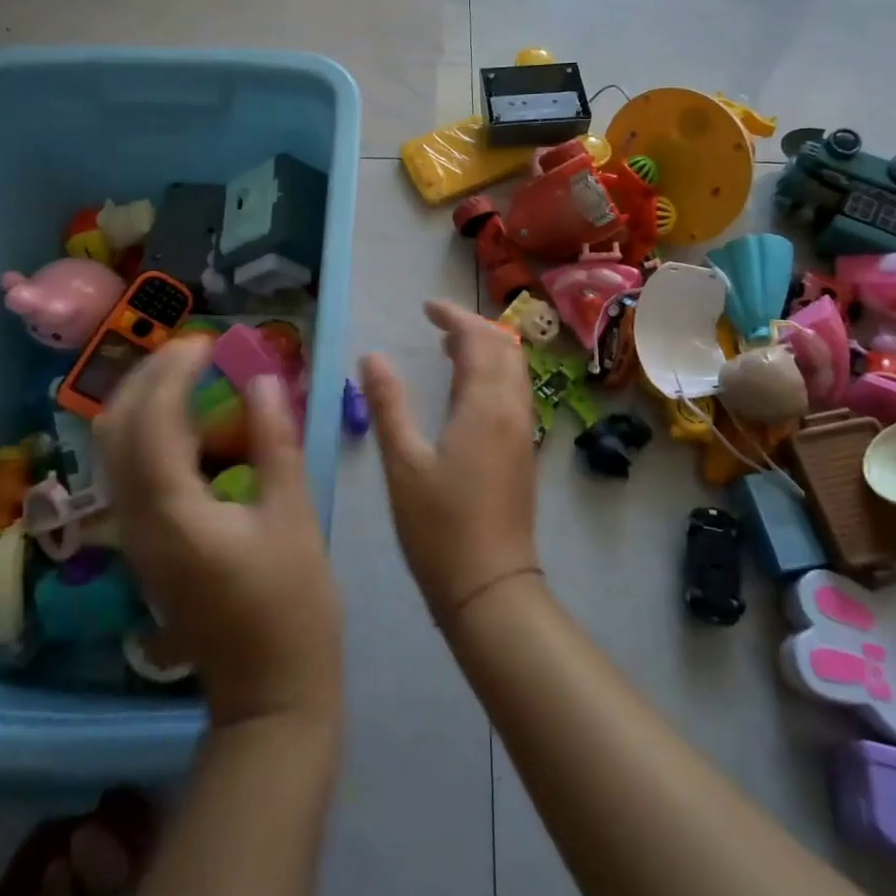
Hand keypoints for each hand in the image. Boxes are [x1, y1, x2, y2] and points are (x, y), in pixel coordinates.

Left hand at [98, 335, 341, 728]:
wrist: (269, 694)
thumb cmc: (292, 605)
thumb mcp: (293, 515)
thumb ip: (274, 441)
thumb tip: (263, 378)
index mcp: (172, 512)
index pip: (152, 419)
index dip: (175, 370)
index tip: (211, 342)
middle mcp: (137, 520)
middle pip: (114, 429)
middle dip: (147, 376)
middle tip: (194, 350)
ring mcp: (135, 537)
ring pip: (114, 450)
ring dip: (143, 400)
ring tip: (190, 372)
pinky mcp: (147, 545)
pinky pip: (130, 471)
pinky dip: (150, 431)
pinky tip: (189, 420)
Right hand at [359, 300, 540, 621]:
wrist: (490, 588)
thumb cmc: (440, 526)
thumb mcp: (403, 463)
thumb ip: (388, 404)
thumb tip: (372, 356)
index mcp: (485, 406)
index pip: (479, 340)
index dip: (455, 317)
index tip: (427, 308)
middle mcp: (513, 411)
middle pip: (505, 348)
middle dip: (474, 328)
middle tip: (437, 325)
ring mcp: (523, 433)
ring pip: (514, 371)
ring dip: (486, 350)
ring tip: (448, 350)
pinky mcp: (522, 454)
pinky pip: (513, 394)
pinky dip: (492, 375)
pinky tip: (464, 394)